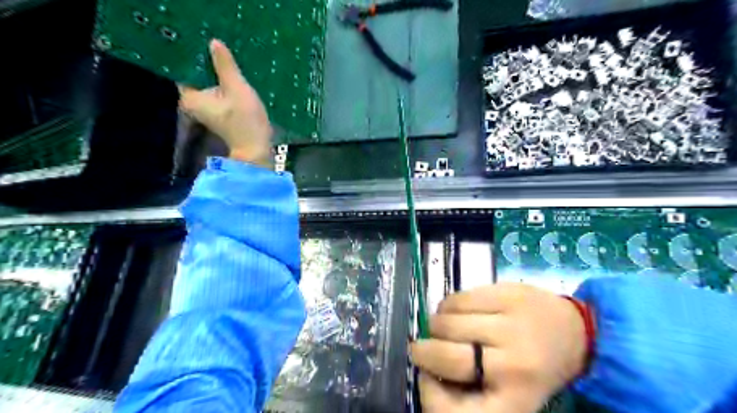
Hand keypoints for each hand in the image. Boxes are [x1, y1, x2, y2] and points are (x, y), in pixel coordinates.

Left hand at [180, 38, 271, 165]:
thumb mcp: (237, 89)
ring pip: (210, 85)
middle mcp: (193, 103)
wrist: (256, 149)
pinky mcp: (218, 114)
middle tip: (221, 48)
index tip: (207, 42)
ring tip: (230, 60)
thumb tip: (213, 42)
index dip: (196, 55)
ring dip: (219, 75)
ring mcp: (206, 110)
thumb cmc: (245, 120)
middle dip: (210, 65)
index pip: (186, 68)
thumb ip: (225, 65)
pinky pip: (218, 94)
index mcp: (190, 97)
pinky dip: (225, 87)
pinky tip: (236, 79)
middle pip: (198, 76)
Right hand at [409, 284, 587, 411]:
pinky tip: (454, 311)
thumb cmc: (531, 368)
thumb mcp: (505, 394)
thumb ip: (468, 391)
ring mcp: (510, 325)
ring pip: (447, 322)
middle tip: (420, 348)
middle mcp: (512, 367)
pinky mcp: (507, 294)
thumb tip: (426, 374)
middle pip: (445, 356)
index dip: (428, 395)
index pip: (453, 412)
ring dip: (434, 325)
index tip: (426, 380)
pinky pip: (458, 299)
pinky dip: (446, 305)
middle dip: (423, 351)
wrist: (574, 333)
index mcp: (513, 402)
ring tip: (442, 328)